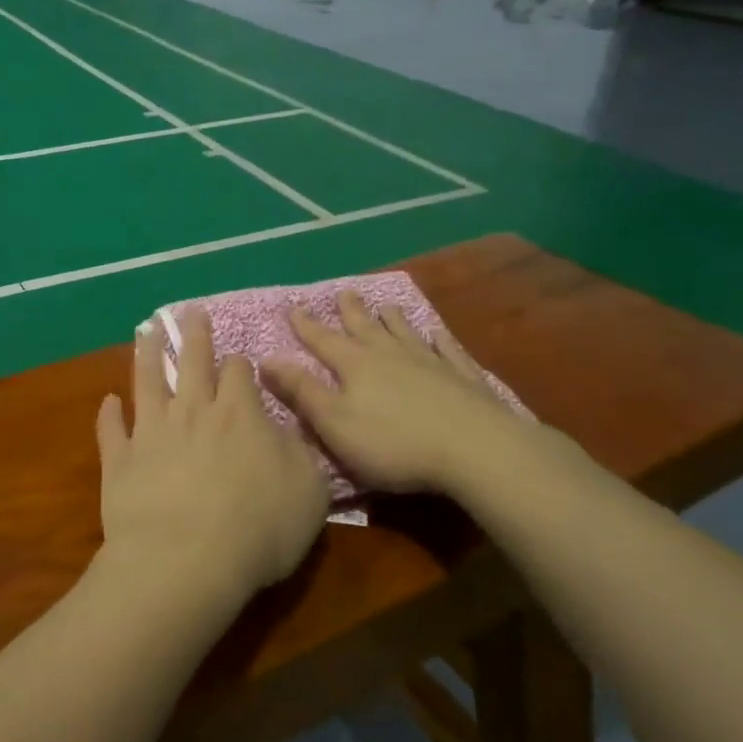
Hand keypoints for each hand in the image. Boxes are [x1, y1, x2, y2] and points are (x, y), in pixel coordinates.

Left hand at [96, 309, 328, 603]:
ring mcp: (151, 432)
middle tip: (190, 311)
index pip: (240, 372)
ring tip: (145, 332)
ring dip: (146, 354)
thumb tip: (288, 429)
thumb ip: (300, 453)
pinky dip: (108, 414)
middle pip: (192, 361)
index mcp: (240, 413)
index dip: (241, 364)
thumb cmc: (258, 529)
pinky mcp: (120, 460)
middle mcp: (193, 411)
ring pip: (147, 381)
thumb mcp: (309, 491)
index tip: (240, 362)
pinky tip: (108, 401)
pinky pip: (111, 430)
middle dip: (194, 334)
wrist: (185, 561)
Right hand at [262, 292, 540, 496]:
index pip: (323, 341)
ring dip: (393, 320)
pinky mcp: (463, 378)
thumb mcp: (335, 423)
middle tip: (344, 292)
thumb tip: (267, 359)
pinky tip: (439, 334)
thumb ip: (303, 391)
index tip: (293, 307)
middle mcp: (390, 355)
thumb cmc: (394, 443)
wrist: (474, 449)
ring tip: (386, 305)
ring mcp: (430, 363)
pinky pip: (447, 351)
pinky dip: (440, 341)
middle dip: (351, 312)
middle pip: (366, 328)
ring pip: (405, 333)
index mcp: (356, 366)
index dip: (306, 326)